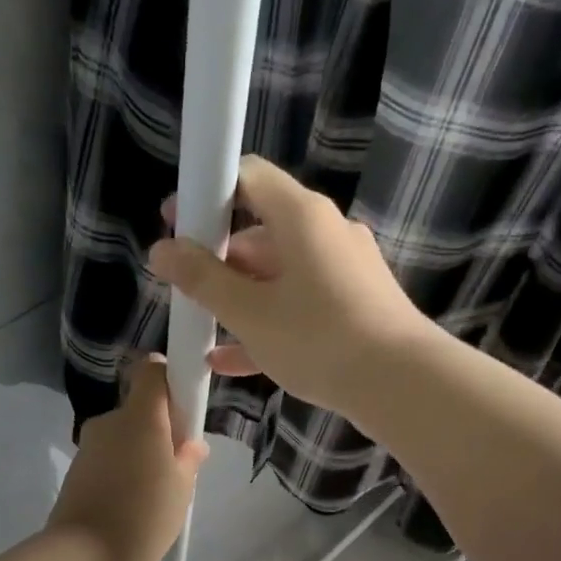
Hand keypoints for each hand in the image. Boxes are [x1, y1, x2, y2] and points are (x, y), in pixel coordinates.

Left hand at [46, 356, 207, 560]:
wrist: (88, 557)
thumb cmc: (146, 515)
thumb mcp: (182, 488)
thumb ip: (189, 459)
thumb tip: (191, 444)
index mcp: (140, 416)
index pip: (152, 371)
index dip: (170, 380)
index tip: (184, 409)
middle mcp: (109, 422)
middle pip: (138, 411)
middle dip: (158, 431)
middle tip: (176, 468)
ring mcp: (88, 447)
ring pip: (122, 439)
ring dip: (138, 456)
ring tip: (153, 497)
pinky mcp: (76, 473)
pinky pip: (107, 462)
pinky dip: (121, 475)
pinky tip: (131, 507)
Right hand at [147, 155, 433, 418]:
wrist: (399, 383)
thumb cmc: (318, 339)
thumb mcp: (251, 313)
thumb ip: (202, 280)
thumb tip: (161, 250)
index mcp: (301, 216)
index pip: (247, 177)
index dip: (206, 195)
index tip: (176, 222)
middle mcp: (327, 232)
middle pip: (262, 231)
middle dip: (220, 260)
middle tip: (187, 289)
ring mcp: (345, 271)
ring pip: (280, 276)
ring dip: (241, 299)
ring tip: (204, 328)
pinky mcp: (356, 307)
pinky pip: (301, 306)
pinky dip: (269, 323)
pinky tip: (232, 360)